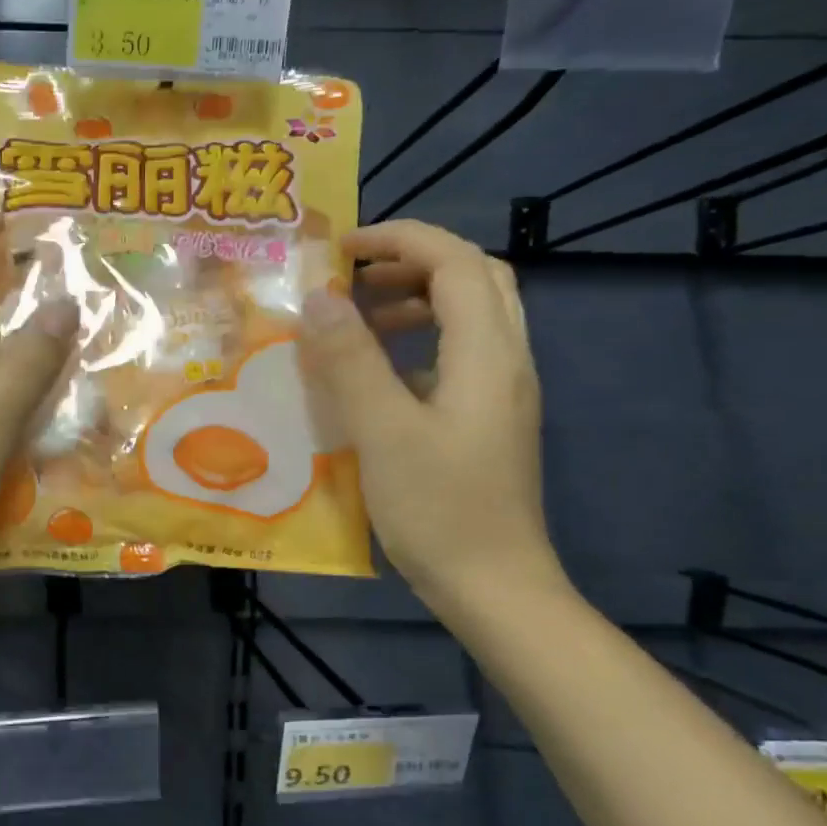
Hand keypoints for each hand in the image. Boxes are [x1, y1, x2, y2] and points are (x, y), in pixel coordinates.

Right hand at [298, 220, 565, 609]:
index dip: (399, 239)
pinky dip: (420, 342)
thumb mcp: (383, 433)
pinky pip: (460, 355)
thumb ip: (351, 362)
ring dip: (417, 301)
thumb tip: (320, 299)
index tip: (340, 249)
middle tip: (354, 276)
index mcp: (486, 353)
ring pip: (471, 316)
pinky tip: (379, 375)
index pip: (454, 262)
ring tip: (359, 319)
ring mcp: (501, 392)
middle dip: (413, 262)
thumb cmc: (438, 509)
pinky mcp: (488, 420)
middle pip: (474, 278)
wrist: (494, 586)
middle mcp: (505, 360)